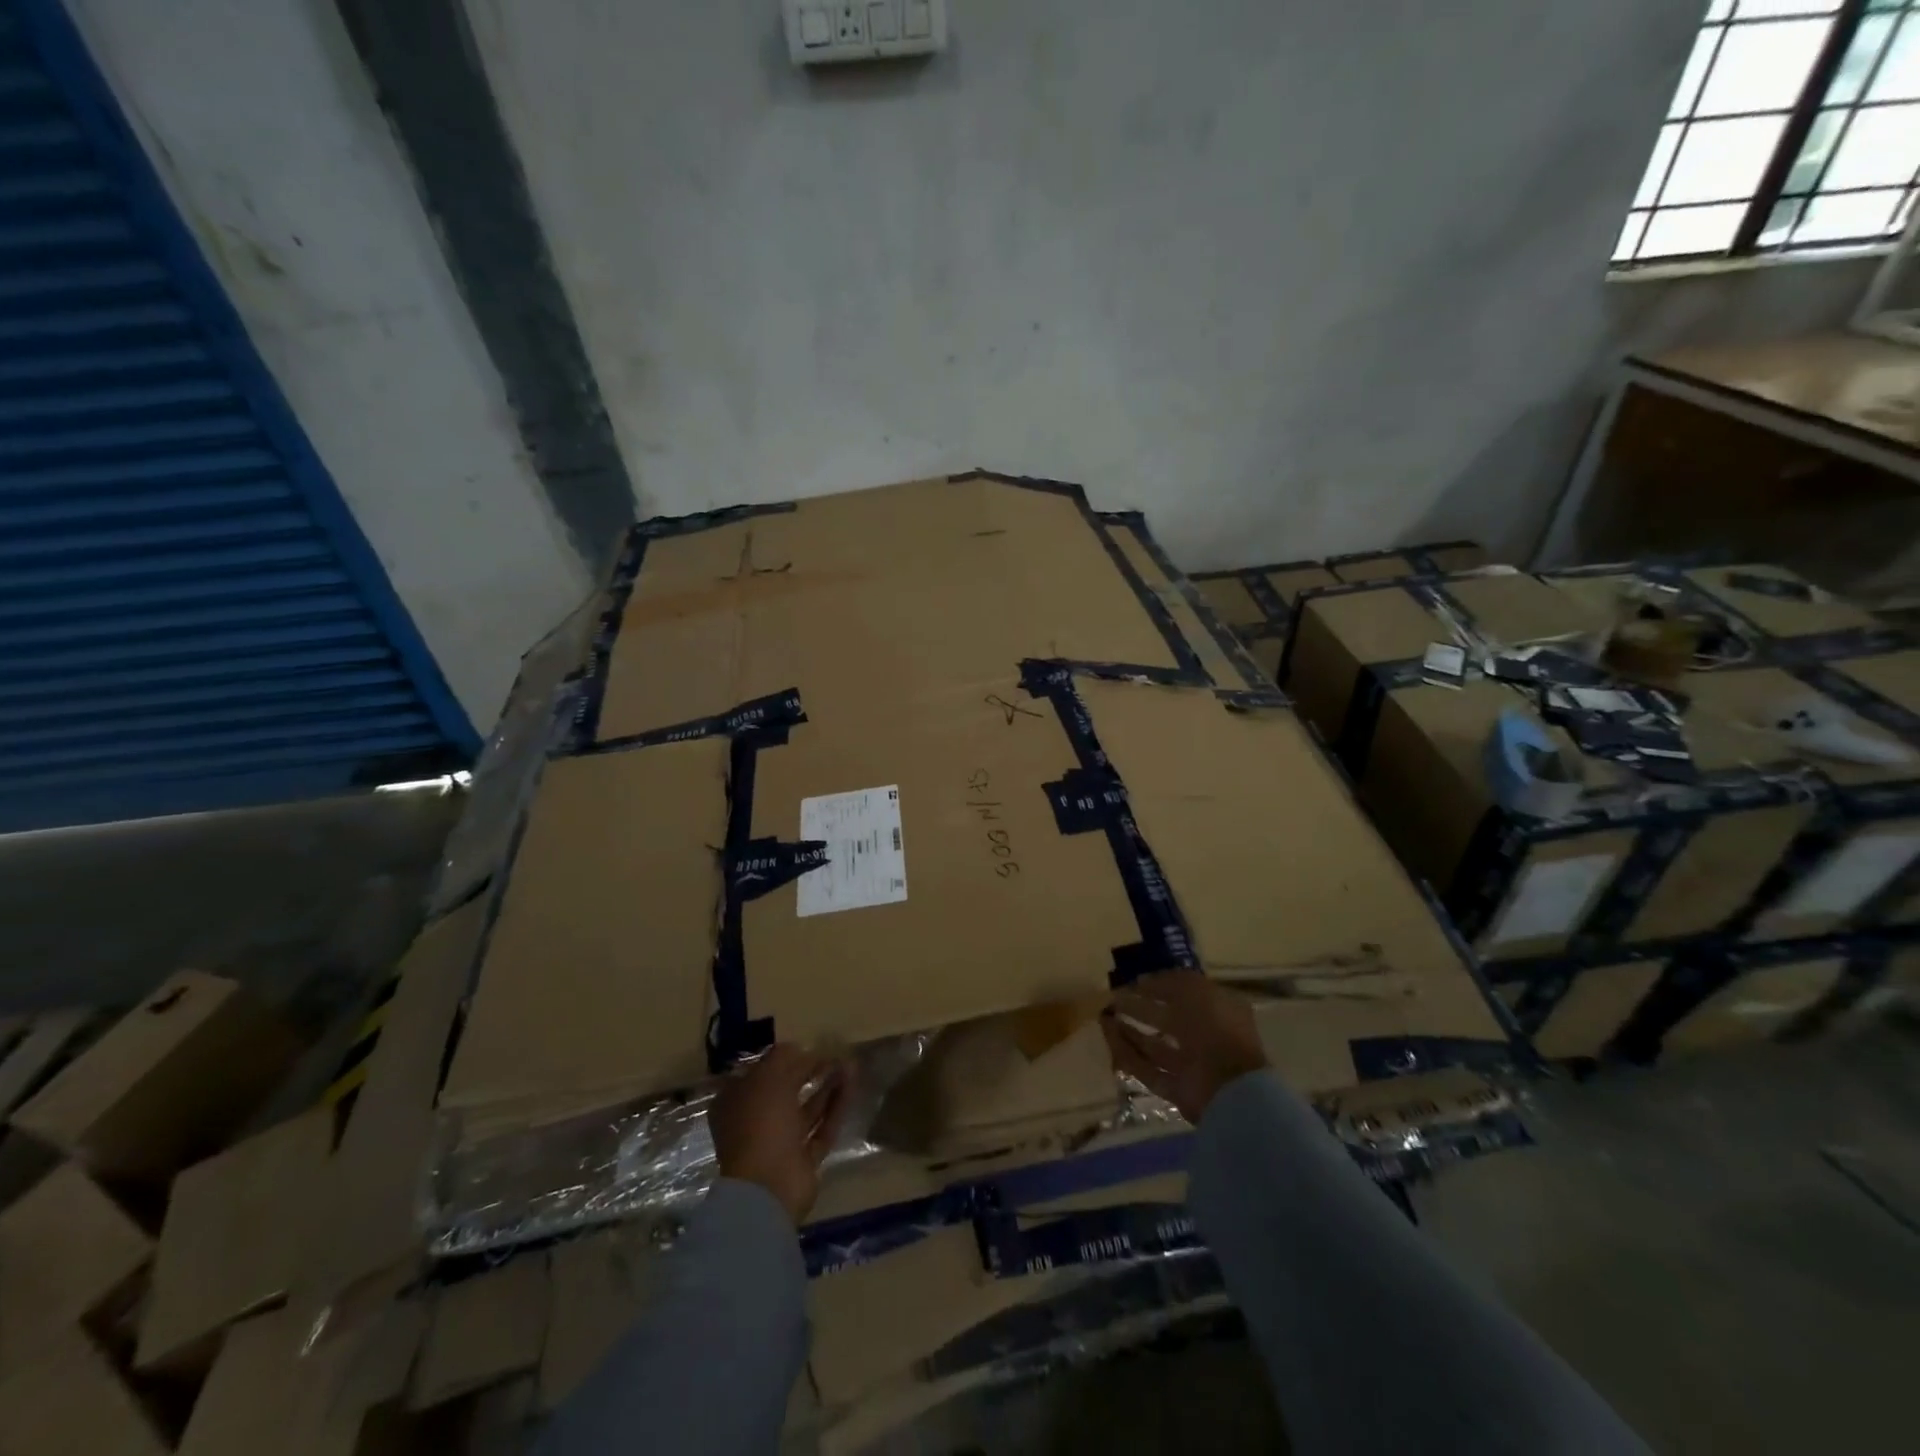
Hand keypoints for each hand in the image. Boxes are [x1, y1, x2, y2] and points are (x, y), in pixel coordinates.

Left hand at [710, 1043, 852, 1225]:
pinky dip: (835, 1107)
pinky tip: (851, 1086)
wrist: (769, 1185)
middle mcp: (754, 1122)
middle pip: (785, 1091)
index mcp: (735, 1102)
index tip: (805, 1046)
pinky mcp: (802, 1160)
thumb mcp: (769, 1077)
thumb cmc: (761, 1122)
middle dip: (809, 1071)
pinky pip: (822, 1128)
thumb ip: (784, 1057)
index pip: (758, 1073)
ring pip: (806, 1109)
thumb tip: (798, 1048)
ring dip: (827, 1086)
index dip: (781, 1058)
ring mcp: (779, 1143)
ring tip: (849, 1065)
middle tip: (833, 1053)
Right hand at [1100, 972, 1267, 1123]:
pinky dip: (1125, 1052)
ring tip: (1104, 1015)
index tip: (1133, 981)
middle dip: (1139, 1008)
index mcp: (1218, 1011)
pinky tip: (1107, 1035)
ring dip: (1129, 1030)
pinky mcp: (1175, 1089)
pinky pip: (1145, 1067)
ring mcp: (1190, 1066)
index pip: (1185, 994)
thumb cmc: (1216, 1029)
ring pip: (1154, 1045)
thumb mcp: (1194, 991)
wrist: (1229, 1087)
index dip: (1159, 986)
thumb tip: (1143, 981)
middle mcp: (1204, 1038)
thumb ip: (1168, 983)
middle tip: (1112, 997)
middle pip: (1166, 1020)